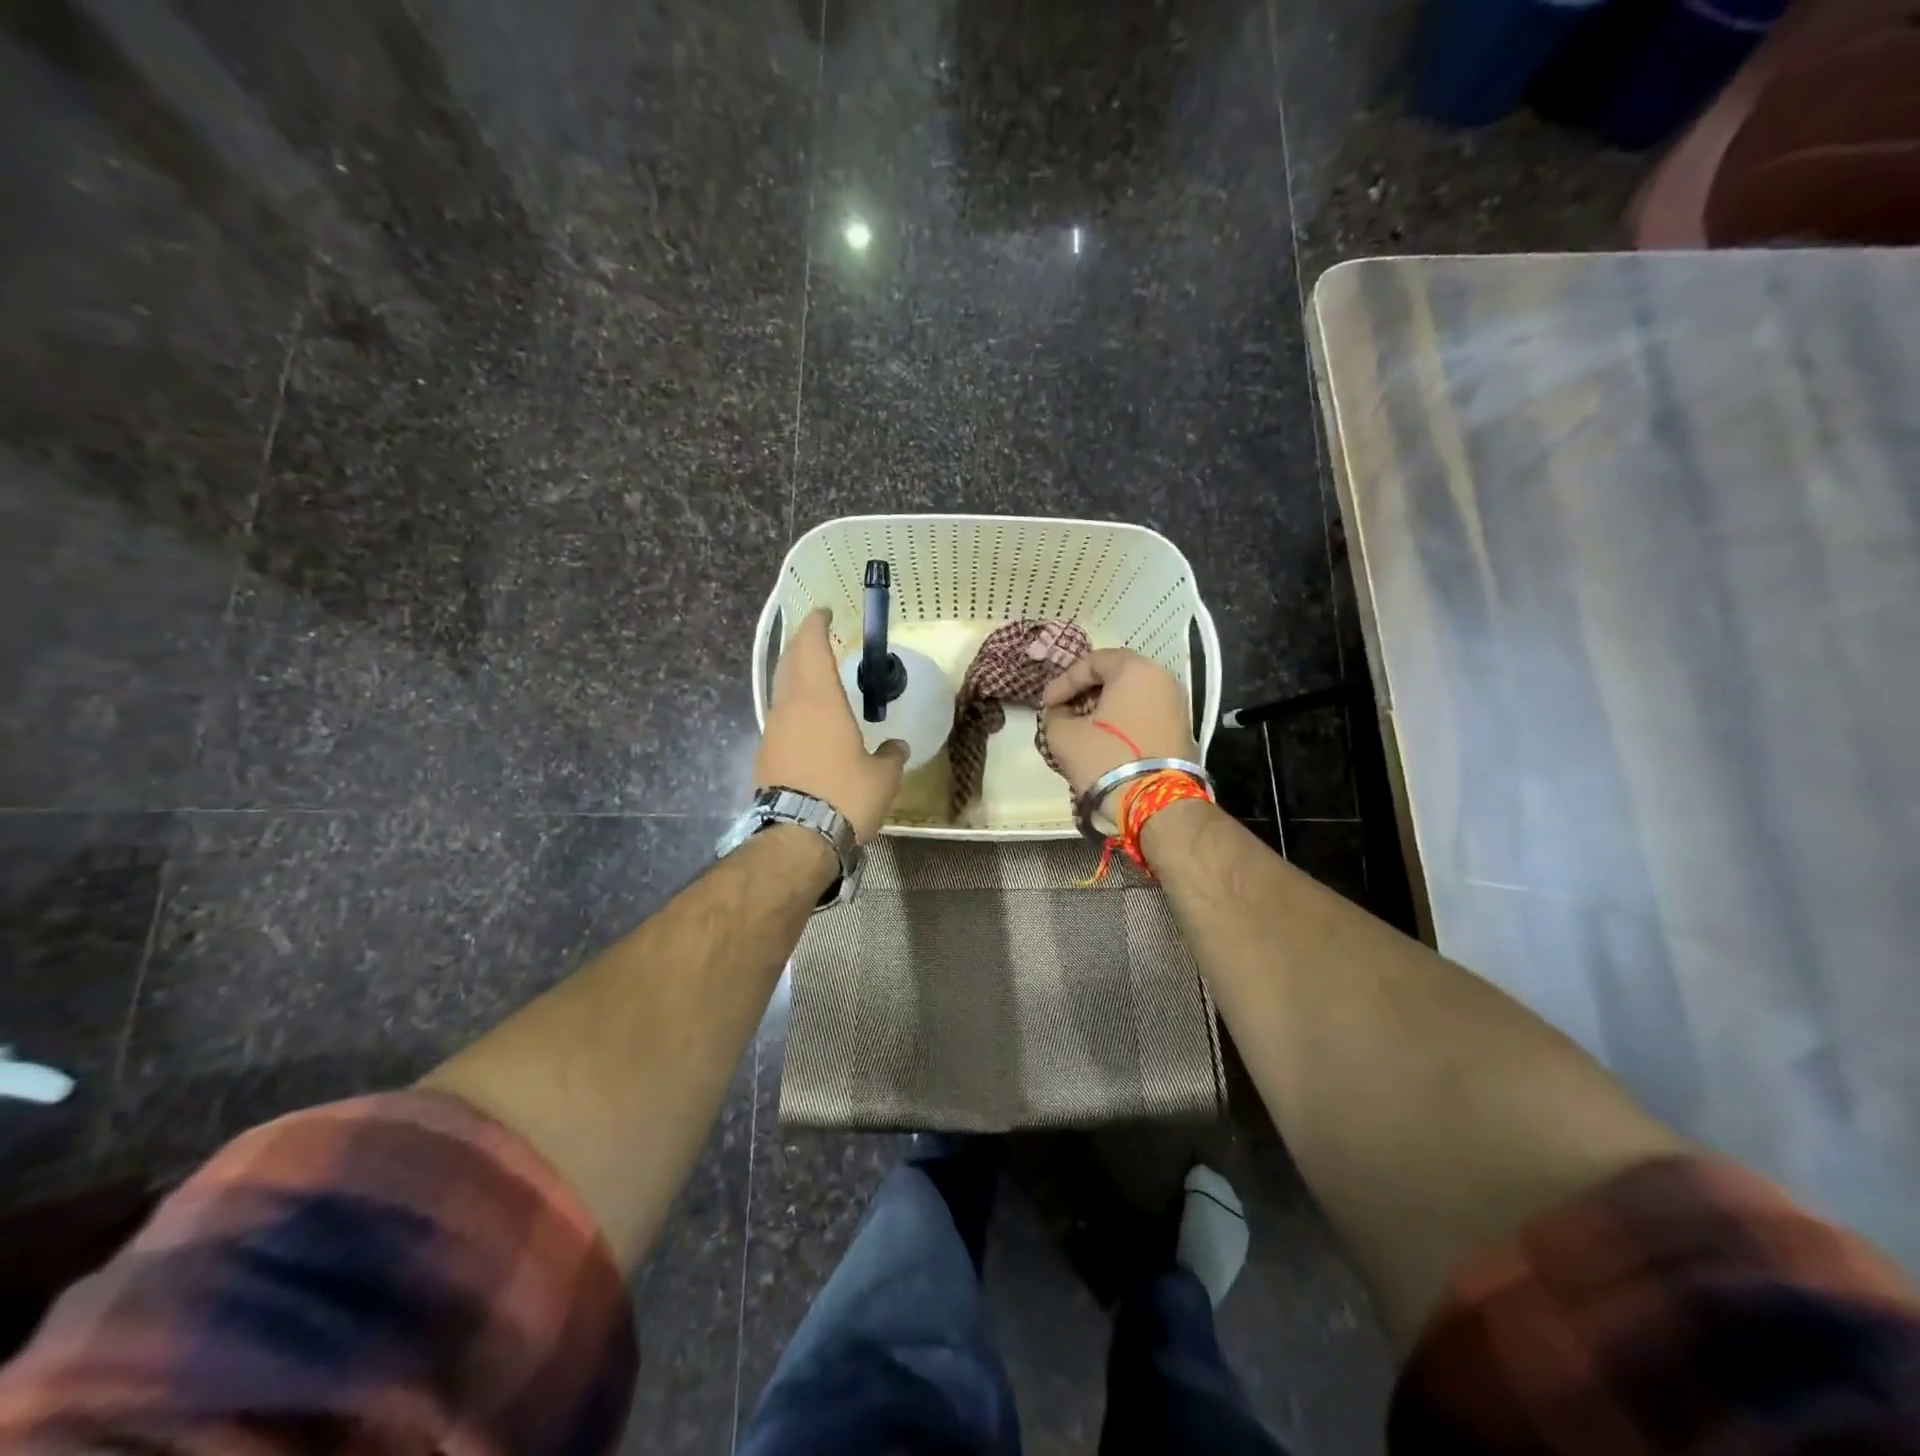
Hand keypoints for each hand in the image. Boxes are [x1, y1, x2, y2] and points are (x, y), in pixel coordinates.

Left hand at [755, 609, 906, 842]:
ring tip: (814, 674)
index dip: (816, 625)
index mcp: (820, 699)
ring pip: (782, 689)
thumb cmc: (845, 796)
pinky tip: (807, 719)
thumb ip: (891, 755)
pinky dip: (793, 705)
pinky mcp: (765, 754)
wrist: (796, 837)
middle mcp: (791, 706)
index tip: (822, 611)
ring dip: (795, 674)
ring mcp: (773, 730)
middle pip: (790, 662)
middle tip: (817, 634)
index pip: (812, 647)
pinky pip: (780, 716)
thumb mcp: (882, 777)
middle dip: (802, 643)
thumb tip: (897, 747)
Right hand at [1040, 648, 1196, 803]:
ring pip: (1132, 697)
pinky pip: (1145, 716)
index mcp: (1136, 669)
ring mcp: (1178, 706)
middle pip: (1116, 676)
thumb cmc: (1106, 758)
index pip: (1093, 661)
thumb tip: (1060, 714)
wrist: (1155, 804)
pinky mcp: (1182, 732)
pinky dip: (1123, 723)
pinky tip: (1104, 743)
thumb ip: (1055, 715)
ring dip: (1104, 709)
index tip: (1046, 704)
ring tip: (1081, 730)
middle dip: (1085, 693)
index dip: (1064, 681)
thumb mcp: (1064, 735)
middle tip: (1063, 712)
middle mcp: (1163, 679)